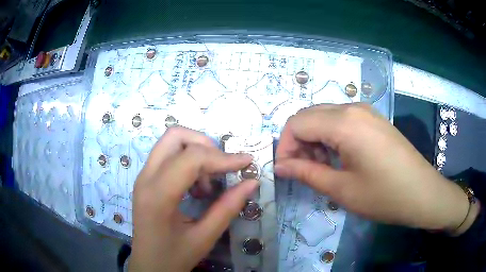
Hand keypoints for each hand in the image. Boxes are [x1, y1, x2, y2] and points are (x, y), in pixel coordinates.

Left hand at [129, 127, 257, 271]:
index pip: (191, 158)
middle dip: (205, 144)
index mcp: (158, 195)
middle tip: (222, 168)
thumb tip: (251, 181)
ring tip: (207, 183)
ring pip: (170, 141)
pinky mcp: (145, 179)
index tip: (247, 162)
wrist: (148, 266)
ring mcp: (143, 176)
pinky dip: (187, 160)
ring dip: (196, 152)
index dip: (223, 157)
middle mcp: (146, 177)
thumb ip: (228, 208)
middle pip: (175, 135)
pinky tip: (195, 186)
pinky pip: (167, 155)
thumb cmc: (173, 257)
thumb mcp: (204, 237)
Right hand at [275, 103, 470, 232]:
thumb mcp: (342, 189)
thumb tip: (280, 167)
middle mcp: (353, 108)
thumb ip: (307, 173)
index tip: (285, 170)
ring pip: (324, 116)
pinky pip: (341, 120)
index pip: (296, 123)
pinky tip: (338, 157)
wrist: (423, 193)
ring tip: (321, 167)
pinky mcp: (374, 119)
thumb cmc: (384, 195)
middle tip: (301, 169)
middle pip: (309, 115)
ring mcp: (366, 111)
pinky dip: (330, 136)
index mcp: (344, 123)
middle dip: (297, 142)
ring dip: (314, 139)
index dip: (284, 146)